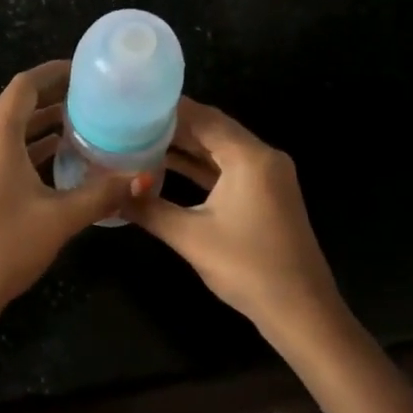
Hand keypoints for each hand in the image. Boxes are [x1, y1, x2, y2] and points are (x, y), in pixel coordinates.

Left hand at [0, 61, 138, 329]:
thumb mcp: (59, 218)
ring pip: (10, 131)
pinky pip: (3, 153)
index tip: (87, 71)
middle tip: (96, 99)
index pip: (24, 86)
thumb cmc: (4, 247)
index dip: (54, 72)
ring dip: (43, 126)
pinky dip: (30, 149)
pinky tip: (61, 162)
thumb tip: (143, 177)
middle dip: (54, 98)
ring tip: (86, 125)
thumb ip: (102, 193)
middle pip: (16, 105)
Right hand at [125, 98, 341, 338]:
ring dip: (185, 146)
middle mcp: (263, 157)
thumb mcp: (190, 237)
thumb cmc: (247, 268)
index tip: (132, 101)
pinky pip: (228, 168)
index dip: (167, 108)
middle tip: (129, 119)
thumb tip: (112, 193)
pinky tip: (167, 166)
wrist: (300, 311)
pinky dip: (200, 166)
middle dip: (173, 125)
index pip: (203, 118)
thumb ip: (149, 209)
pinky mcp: (265, 195)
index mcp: (249, 157)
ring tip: (140, 138)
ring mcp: (267, 176)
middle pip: (212, 129)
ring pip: (219, 149)